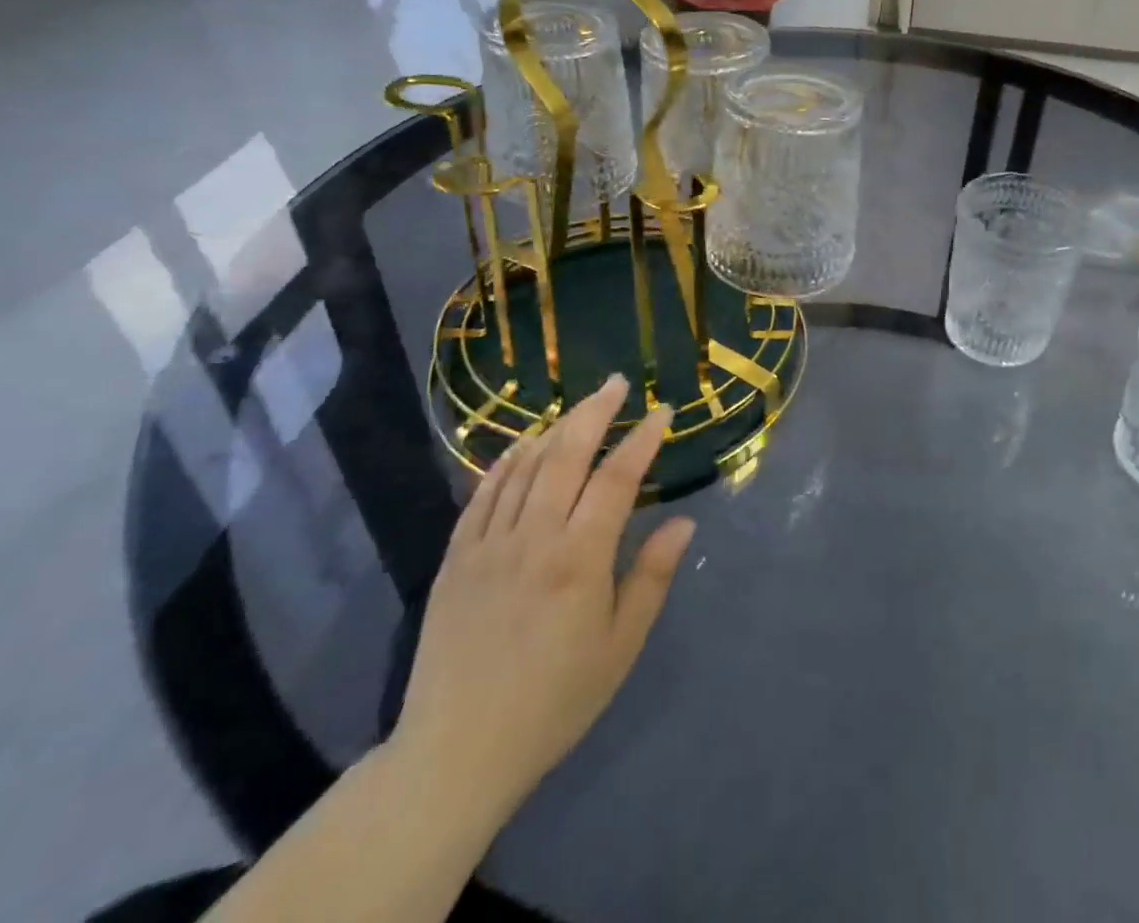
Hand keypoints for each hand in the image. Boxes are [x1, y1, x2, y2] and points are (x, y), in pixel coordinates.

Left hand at [390, 377, 694, 820]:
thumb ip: (651, 577)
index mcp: (579, 560)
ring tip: (577, 407)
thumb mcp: (620, 646)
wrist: (456, 754)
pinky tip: (520, 448)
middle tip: (616, 384)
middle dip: (594, 412)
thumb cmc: (555, 700)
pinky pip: (481, 496)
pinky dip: (504, 464)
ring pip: (522, 468)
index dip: (643, 439)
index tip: (662, 411)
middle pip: (565, 456)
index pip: (617, 478)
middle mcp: (533, 540)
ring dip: (552, 429)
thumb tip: (683, 522)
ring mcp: (487, 547)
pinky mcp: (455, 561)